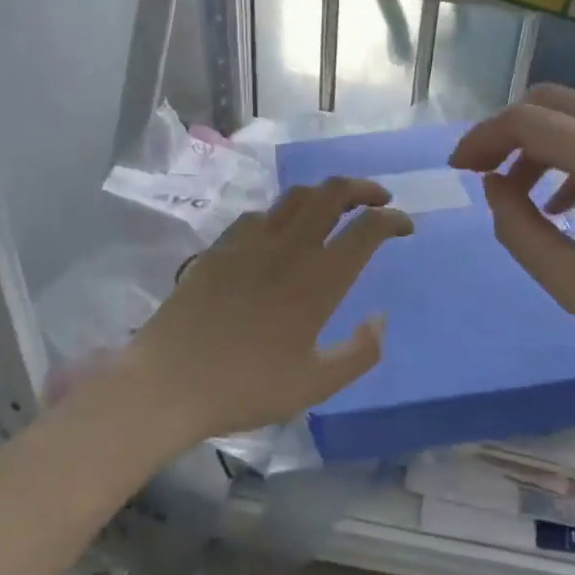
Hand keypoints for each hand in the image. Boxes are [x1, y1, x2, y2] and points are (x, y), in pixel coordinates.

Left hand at [120, 176, 413, 444]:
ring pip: (296, 196)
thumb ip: (359, 352)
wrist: (169, 382)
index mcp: (319, 280)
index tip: (405, 226)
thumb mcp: (315, 384)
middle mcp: (289, 248)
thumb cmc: (246, 387)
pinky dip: (284, 213)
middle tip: (378, 200)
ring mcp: (251, 241)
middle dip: (363, 188)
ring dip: (325, 194)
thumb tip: (381, 319)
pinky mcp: (221, 246)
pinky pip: (261, 214)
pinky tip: (281, 233)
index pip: (368, 229)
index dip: (393, 220)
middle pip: (333, 193)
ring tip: (335, 208)